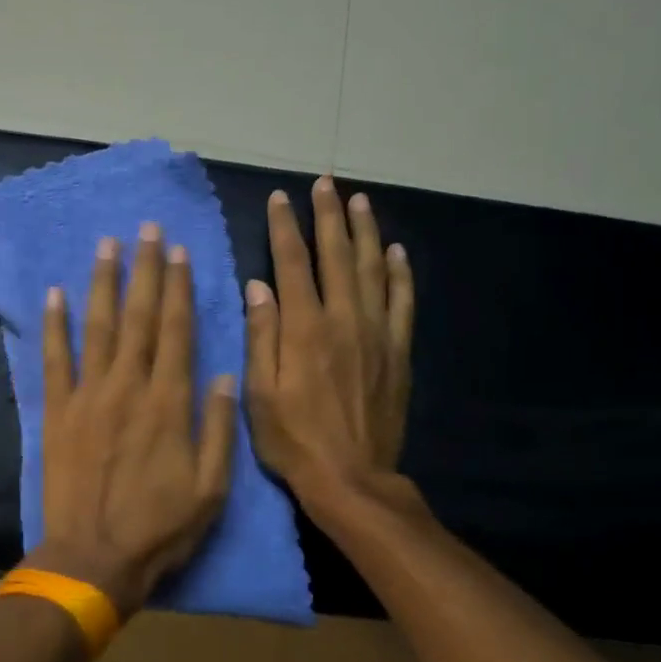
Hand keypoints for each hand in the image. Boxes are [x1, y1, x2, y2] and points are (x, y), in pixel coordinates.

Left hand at [33, 225, 237, 618]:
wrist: (94, 559)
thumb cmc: (160, 529)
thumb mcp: (212, 487)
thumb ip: (218, 426)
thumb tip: (224, 374)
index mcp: (170, 403)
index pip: (178, 331)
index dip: (179, 288)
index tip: (178, 251)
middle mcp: (129, 387)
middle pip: (140, 318)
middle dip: (145, 270)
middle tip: (146, 229)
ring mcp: (88, 397)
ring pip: (97, 328)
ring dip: (103, 284)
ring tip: (107, 245)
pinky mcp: (57, 414)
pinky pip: (54, 361)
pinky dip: (53, 327)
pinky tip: (55, 294)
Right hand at [244, 177, 413, 511]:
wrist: (351, 478)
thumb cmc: (294, 442)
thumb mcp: (260, 395)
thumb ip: (261, 336)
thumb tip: (257, 286)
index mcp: (304, 329)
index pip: (292, 264)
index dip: (285, 227)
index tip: (280, 198)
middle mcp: (344, 320)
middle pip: (337, 255)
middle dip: (328, 216)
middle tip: (325, 183)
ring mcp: (377, 334)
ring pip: (373, 269)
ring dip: (366, 232)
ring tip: (360, 201)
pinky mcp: (398, 352)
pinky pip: (402, 302)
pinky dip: (400, 273)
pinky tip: (397, 252)